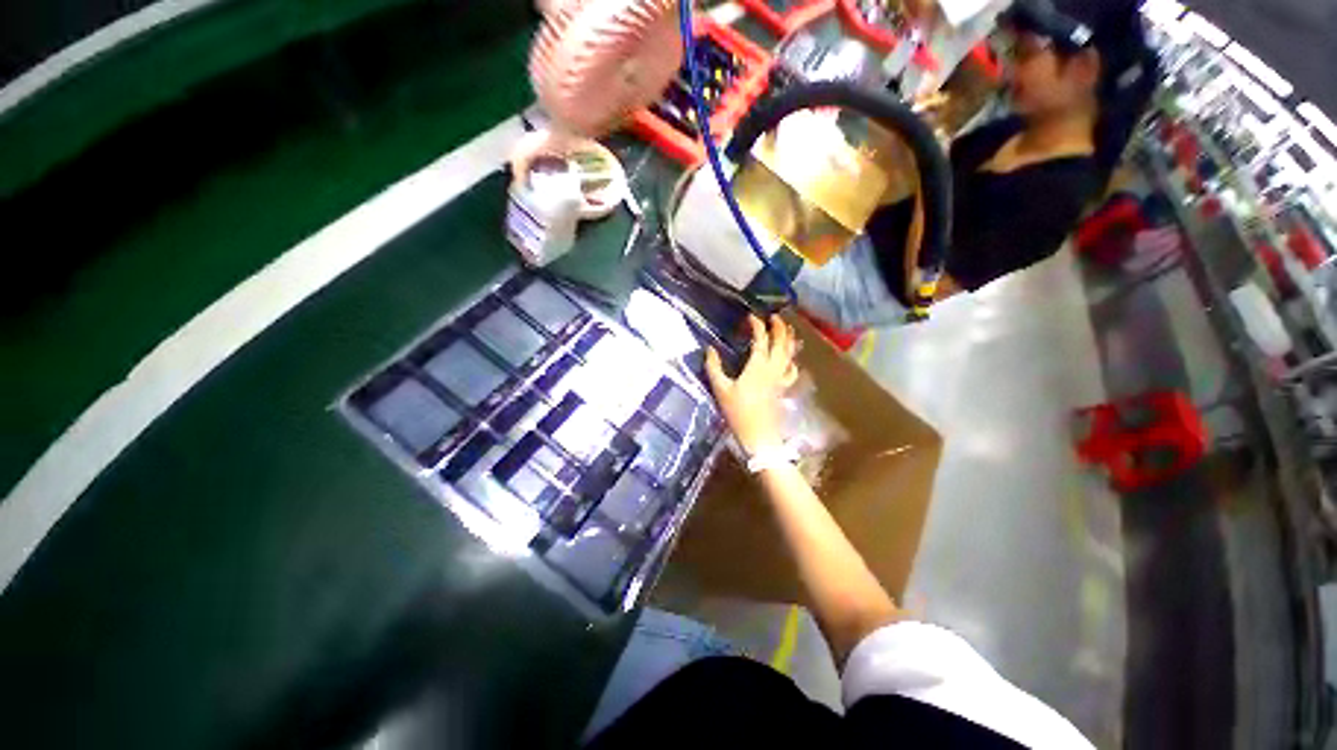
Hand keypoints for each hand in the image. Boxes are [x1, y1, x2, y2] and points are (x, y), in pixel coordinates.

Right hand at [704, 315, 799, 453]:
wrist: (758, 435)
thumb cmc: (737, 411)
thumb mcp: (721, 389)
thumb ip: (714, 367)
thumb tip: (710, 349)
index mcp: (757, 366)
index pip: (760, 340)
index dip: (757, 326)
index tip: (751, 317)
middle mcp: (773, 368)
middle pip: (781, 342)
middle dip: (779, 327)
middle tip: (775, 316)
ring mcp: (781, 378)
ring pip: (790, 354)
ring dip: (789, 339)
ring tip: (788, 329)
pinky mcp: (783, 387)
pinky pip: (791, 369)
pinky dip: (792, 359)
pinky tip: (790, 358)